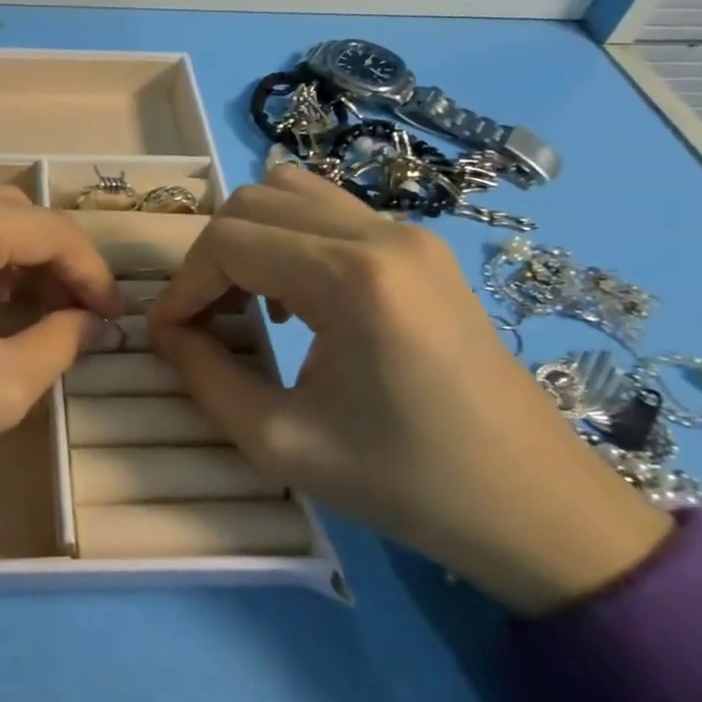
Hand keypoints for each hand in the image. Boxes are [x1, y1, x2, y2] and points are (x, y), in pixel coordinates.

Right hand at [148, 164, 671, 614]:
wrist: (536, 506)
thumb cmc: (407, 482)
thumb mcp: (282, 442)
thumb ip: (205, 377)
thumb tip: (165, 332)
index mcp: (353, 277)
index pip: (229, 242)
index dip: (182, 286)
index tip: (166, 335)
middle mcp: (382, 234)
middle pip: (253, 203)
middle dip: (210, 259)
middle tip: (202, 321)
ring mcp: (408, 233)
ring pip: (290, 194)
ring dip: (247, 240)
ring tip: (243, 304)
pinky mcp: (421, 248)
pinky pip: (328, 213)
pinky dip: (286, 240)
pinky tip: (292, 300)